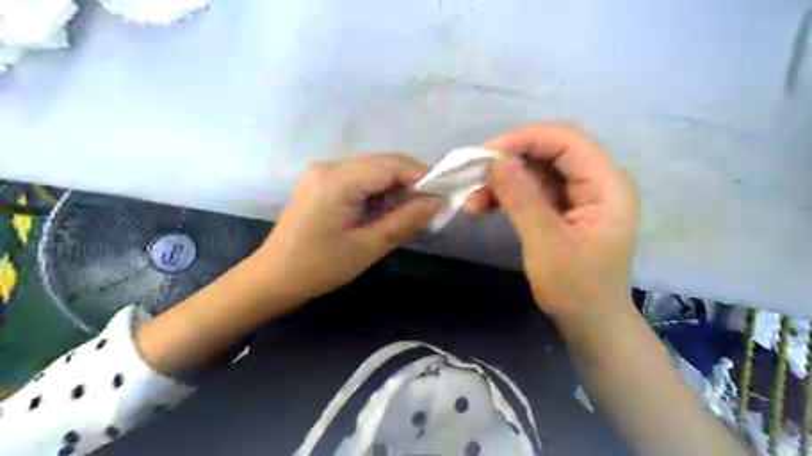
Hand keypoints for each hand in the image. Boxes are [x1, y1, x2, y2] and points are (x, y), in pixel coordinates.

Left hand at [257, 154, 440, 302]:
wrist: (273, 278)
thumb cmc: (319, 268)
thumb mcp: (367, 247)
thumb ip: (404, 221)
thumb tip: (435, 202)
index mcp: (337, 181)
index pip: (390, 165)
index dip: (421, 175)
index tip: (443, 192)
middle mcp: (328, 166)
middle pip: (381, 162)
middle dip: (410, 179)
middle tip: (431, 202)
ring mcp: (322, 172)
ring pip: (371, 168)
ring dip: (395, 184)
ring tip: (413, 208)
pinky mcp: (320, 182)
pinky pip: (358, 177)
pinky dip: (378, 189)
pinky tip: (388, 207)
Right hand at [470, 123, 639, 317]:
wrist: (591, 323)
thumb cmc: (575, 289)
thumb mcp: (545, 243)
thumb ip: (521, 198)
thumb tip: (494, 161)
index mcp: (608, 185)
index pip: (567, 140)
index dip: (525, 139)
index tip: (485, 155)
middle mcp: (599, 181)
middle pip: (551, 151)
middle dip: (510, 160)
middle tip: (475, 176)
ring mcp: (582, 194)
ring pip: (538, 170)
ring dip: (505, 180)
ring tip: (474, 201)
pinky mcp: (566, 208)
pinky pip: (535, 189)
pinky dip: (510, 194)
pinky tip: (486, 206)